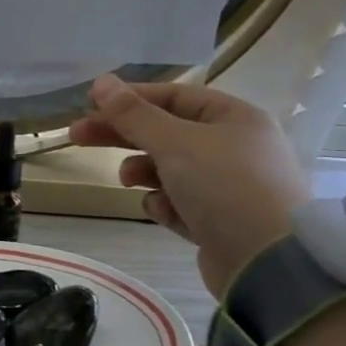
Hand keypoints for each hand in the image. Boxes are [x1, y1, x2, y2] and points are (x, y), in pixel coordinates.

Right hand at [69, 75, 310, 298]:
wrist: (267, 263)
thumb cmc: (225, 187)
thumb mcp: (175, 142)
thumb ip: (134, 114)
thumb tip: (102, 82)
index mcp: (234, 118)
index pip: (174, 96)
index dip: (131, 98)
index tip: (90, 104)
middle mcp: (233, 147)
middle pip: (165, 132)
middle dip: (123, 135)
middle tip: (77, 137)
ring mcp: (226, 186)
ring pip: (168, 169)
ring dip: (144, 172)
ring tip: (130, 181)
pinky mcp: (217, 221)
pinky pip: (178, 203)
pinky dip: (165, 205)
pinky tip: (165, 213)